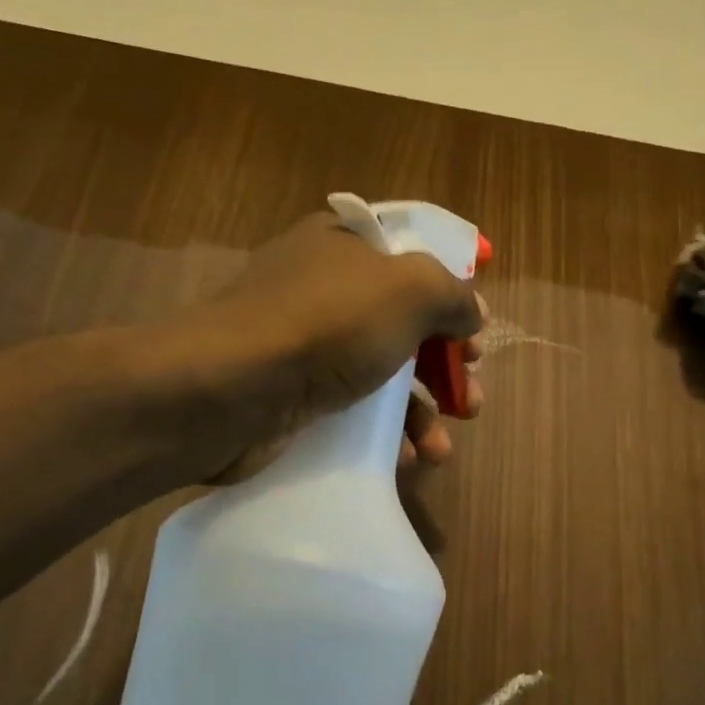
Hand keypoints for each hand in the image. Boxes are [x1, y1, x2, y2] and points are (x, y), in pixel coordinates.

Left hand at [197, 212, 485, 479]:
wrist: (229, 390)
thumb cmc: (326, 325)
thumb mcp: (410, 290)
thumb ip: (453, 295)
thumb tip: (472, 314)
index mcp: (346, 245)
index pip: (412, 257)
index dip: (451, 293)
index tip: (475, 332)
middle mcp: (325, 287)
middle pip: (406, 324)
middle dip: (446, 368)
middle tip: (470, 400)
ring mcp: (306, 343)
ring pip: (383, 374)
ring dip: (422, 413)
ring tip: (441, 449)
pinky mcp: (294, 393)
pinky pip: (354, 411)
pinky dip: (384, 435)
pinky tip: (405, 459)